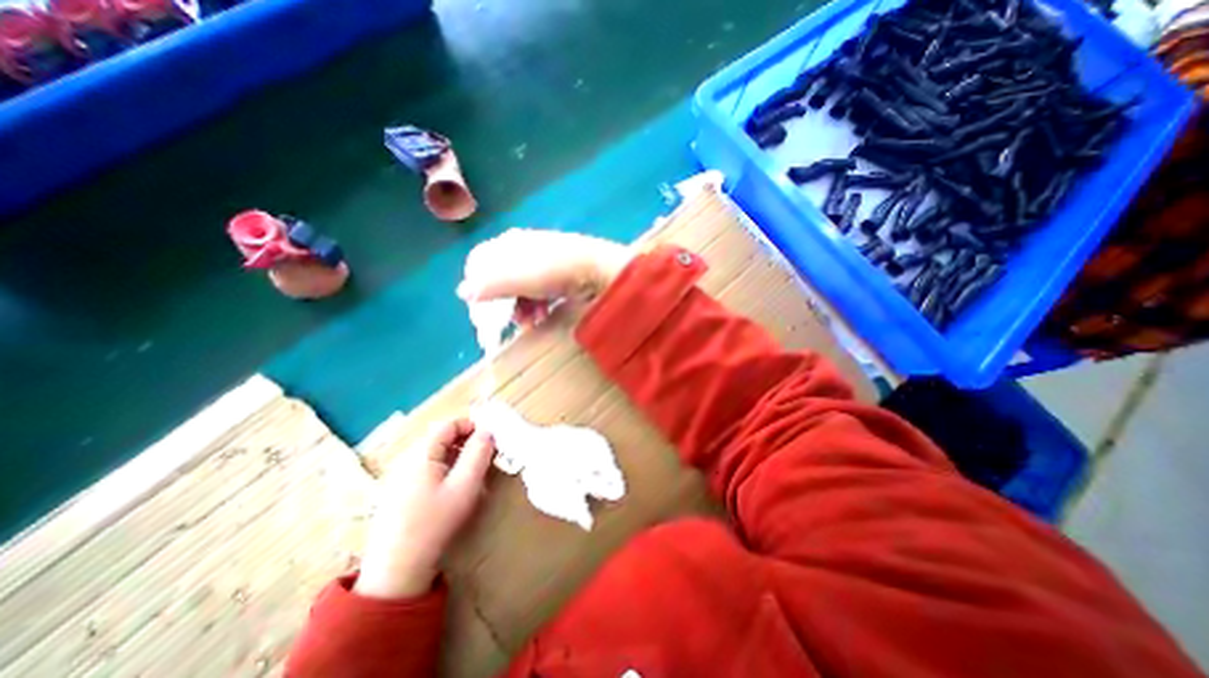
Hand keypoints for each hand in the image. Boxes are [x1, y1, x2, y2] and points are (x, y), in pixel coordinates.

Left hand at [356, 418, 495, 597]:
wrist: (395, 571)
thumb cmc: (435, 522)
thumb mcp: (465, 486)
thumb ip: (479, 454)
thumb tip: (488, 431)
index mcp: (421, 453)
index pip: (449, 424)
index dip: (473, 426)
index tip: (491, 440)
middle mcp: (406, 458)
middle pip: (441, 438)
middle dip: (466, 443)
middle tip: (484, 459)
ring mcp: (398, 475)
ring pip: (434, 454)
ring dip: (456, 457)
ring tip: (471, 476)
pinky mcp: (397, 491)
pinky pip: (425, 468)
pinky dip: (443, 470)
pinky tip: (451, 491)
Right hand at [457, 228, 633, 326]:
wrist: (597, 270)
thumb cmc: (552, 271)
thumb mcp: (517, 279)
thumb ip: (489, 286)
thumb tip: (463, 293)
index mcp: (509, 244)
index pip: (480, 262)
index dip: (478, 286)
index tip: (483, 309)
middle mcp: (524, 249)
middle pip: (502, 279)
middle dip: (504, 303)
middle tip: (511, 321)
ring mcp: (543, 261)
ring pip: (521, 288)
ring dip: (521, 308)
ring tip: (531, 323)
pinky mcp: (559, 275)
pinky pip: (539, 292)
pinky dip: (537, 306)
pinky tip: (543, 317)